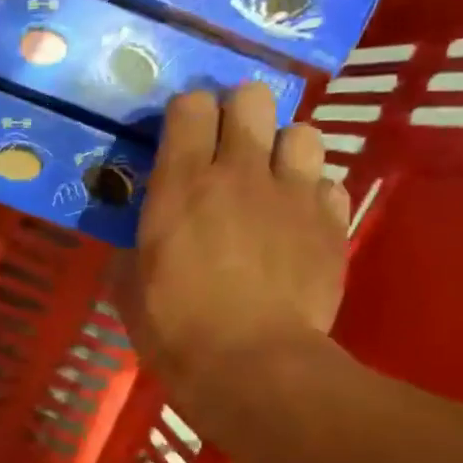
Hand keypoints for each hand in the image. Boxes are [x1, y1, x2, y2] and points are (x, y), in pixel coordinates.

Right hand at [125, 81, 349, 397]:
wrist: (252, 365)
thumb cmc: (174, 326)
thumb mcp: (129, 284)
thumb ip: (134, 243)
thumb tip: (138, 234)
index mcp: (183, 181)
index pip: (190, 104)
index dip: (185, 115)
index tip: (179, 138)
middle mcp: (241, 171)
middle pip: (253, 97)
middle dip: (239, 114)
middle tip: (227, 150)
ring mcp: (295, 193)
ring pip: (302, 132)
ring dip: (283, 151)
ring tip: (271, 183)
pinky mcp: (333, 223)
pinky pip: (329, 184)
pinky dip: (313, 195)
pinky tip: (299, 222)